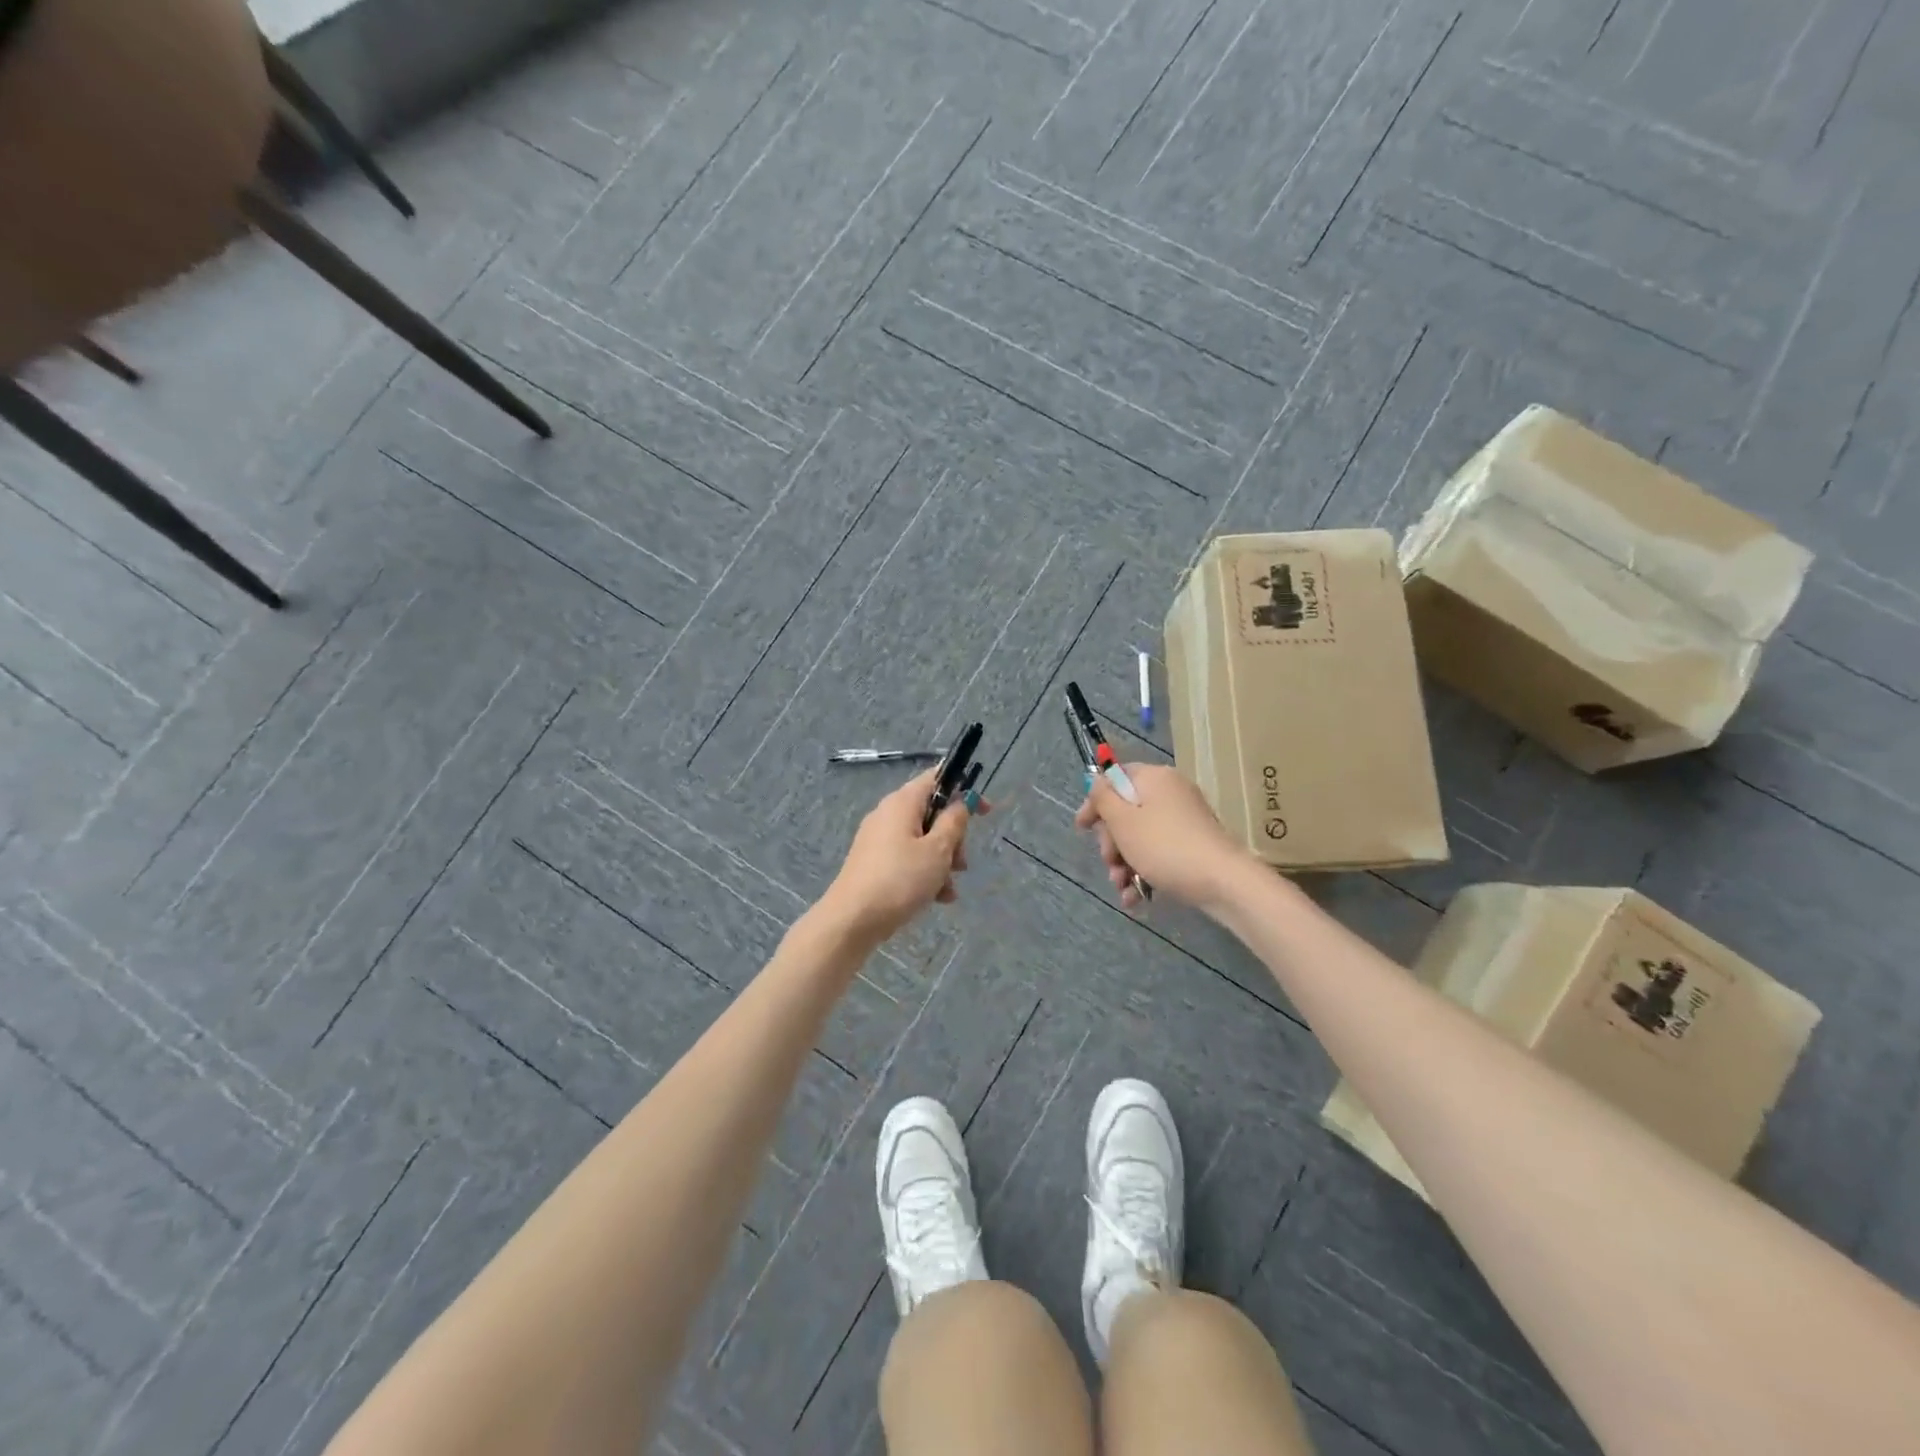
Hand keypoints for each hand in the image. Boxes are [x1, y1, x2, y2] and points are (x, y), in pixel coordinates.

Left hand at [821, 769, 985, 943]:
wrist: (852, 920)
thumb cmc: (900, 879)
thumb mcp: (937, 850)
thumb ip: (954, 822)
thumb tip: (961, 802)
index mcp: (902, 802)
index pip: (936, 778)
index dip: (964, 789)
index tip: (985, 811)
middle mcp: (888, 814)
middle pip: (931, 813)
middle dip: (953, 837)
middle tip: (961, 863)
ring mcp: (878, 840)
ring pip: (922, 840)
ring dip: (942, 861)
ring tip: (949, 890)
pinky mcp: (874, 864)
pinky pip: (908, 859)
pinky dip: (925, 873)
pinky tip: (937, 898)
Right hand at [1075, 763, 1252, 911]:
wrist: (1223, 881)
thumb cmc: (1164, 846)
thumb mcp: (1122, 821)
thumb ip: (1103, 799)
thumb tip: (1096, 784)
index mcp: (1153, 778)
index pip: (1115, 778)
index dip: (1095, 802)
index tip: (1082, 828)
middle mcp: (1170, 792)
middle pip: (1126, 810)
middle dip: (1112, 842)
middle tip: (1109, 862)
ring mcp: (1185, 819)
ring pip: (1140, 836)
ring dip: (1124, 862)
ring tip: (1122, 886)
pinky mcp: (1193, 844)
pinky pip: (1159, 851)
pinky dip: (1145, 870)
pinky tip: (1135, 896)